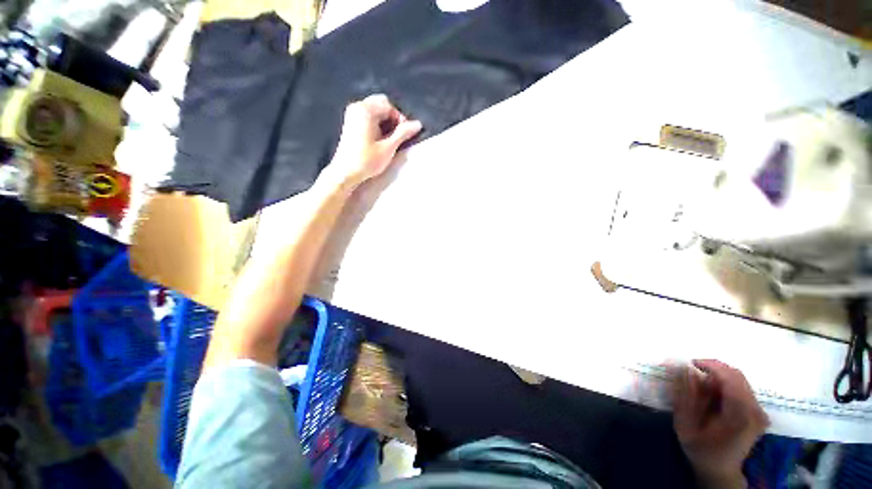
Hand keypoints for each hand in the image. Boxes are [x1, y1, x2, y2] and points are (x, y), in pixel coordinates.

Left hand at [327, 94, 421, 187]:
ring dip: (385, 122)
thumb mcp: (388, 148)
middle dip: (392, 118)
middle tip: (397, 136)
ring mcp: (352, 114)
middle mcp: (357, 107)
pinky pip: (368, 116)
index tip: (404, 135)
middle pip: (381, 104)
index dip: (400, 119)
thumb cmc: (367, 161)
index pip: (389, 106)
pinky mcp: (350, 123)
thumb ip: (403, 133)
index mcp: (365, 110)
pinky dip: (377, 124)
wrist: (345, 173)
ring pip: (375, 110)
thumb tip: (418, 124)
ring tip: (388, 140)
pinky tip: (379, 139)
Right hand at [673, 360, 768, 488]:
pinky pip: (741, 387)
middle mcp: (755, 411)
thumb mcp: (685, 424)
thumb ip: (686, 396)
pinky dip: (724, 384)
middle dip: (713, 369)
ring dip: (718, 377)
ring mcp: (759, 411)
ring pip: (739, 380)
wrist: (720, 469)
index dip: (710, 365)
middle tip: (692, 373)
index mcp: (739, 415)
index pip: (730, 378)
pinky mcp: (758, 411)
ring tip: (700, 386)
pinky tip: (712, 394)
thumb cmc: (700, 448)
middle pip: (736, 376)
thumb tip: (685, 369)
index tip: (689, 363)